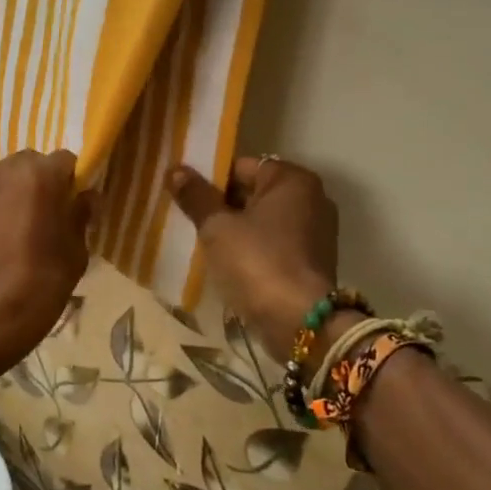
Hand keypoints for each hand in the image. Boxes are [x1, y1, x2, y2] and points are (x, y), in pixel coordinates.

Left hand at [0, 150, 94, 372]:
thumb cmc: (38, 285)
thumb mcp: (75, 254)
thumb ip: (81, 217)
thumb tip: (86, 198)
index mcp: (39, 175)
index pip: (66, 161)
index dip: (74, 181)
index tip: (77, 207)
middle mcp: (3, 170)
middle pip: (31, 164)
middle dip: (43, 183)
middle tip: (50, 218)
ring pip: (4, 179)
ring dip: (16, 194)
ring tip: (21, 231)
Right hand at [167, 157, 338, 359]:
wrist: (299, 323)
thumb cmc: (257, 262)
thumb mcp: (217, 227)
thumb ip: (196, 196)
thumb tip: (175, 170)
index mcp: (292, 180)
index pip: (242, 166)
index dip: (210, 178)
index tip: (185, 195)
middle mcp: (311, 198)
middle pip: (253, 192)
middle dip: (220, 204)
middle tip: (187, 218)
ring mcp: (315, 231)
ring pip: (261, 220)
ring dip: (234, 228)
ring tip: (200, 241)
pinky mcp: (311, 261)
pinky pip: (272, 243)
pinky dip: (251, 248)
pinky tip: (224, 262)